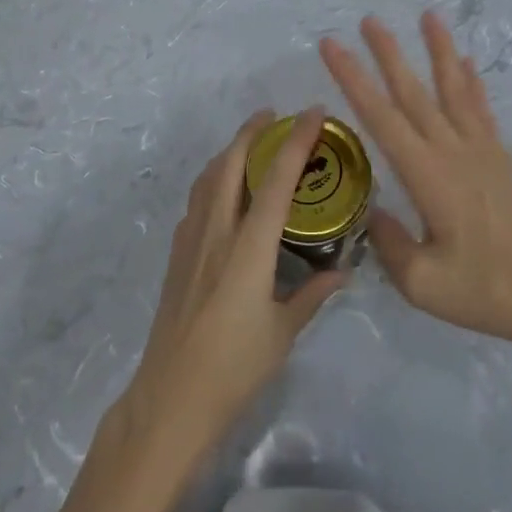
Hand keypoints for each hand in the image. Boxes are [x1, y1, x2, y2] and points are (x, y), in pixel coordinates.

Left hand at [121, 109, 347, 468]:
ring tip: (249, 143)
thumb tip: (341, 272)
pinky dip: (212, 179)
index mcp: (249, 247)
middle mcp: (217, 232)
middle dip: (251, 132)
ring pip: (208, 178)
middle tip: (273, 116)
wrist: (170, 398)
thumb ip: (311, 295)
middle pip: (230, 164)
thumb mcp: (282, 332)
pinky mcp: (176, 255)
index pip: (276, 180)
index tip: (313, 113)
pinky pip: (196, 200)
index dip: (296, 142)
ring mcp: (191, 241)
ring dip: (229, 151)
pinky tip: (222, 191)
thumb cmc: (234, 367)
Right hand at [319, 13, 511, 354]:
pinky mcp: (501, 161)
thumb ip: (390, 245)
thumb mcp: (425, 284)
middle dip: (388, 54)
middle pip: (415, 93)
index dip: (353, 79)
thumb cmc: (490, 292)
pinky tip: (467, 64)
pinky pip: (481, 110)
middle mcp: (453, 151)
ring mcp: (482, 152)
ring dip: (438, 51)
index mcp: (428, 175)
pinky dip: (472, 83)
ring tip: (429, 16)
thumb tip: (372, 213)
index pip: (381, 117)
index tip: (332, 47)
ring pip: (453, 89)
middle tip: (368, 20)